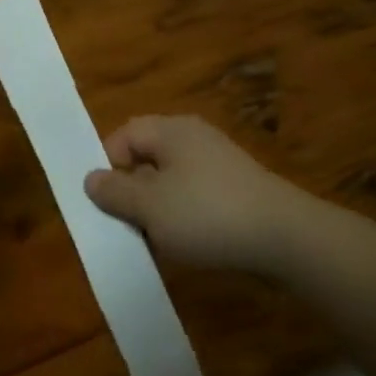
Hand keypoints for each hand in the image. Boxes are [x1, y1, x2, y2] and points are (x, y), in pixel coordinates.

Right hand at [84, 115, 315, 276]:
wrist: (284, 237)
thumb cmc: (207, 214)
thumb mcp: (150, 206)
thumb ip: (115, 192)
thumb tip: (91, 178)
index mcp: (171, 131)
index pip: (124, 134)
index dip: (106, 163)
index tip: (102, 201)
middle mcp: (194, 139)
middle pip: (146, 158)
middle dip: (130, 191)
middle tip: (123, 224)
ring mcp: (218, 164)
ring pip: (169, 182)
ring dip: (155, 209)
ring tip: (152, 241)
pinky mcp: (235, 189)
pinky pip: (194, 197)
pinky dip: (182, 217)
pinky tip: (184, 244)